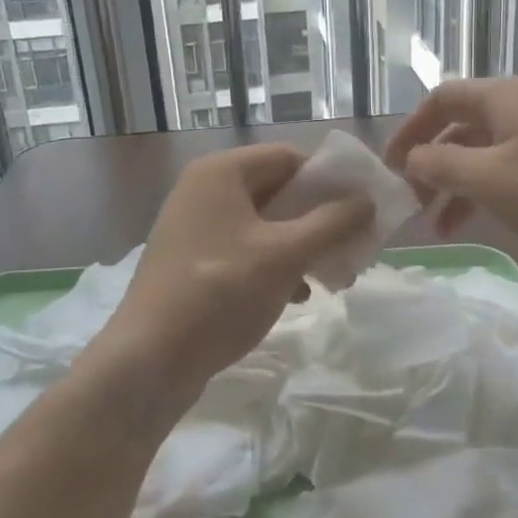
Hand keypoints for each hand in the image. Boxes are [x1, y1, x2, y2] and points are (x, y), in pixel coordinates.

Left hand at [99, 144, 372, 403]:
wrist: (149, 360)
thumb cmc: (220, 293)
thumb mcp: (285, 255)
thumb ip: (332, 223)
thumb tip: (368, 200)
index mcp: (222, 173)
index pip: (290, 157)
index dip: (329, 180)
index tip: (360, 212)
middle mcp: (204, 190)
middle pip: (278, 190)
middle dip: (319, 219)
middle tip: (352, 247)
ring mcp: (195, 227)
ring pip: (264, 224)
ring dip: (301, 245)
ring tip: (331, 277)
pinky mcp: (192, 261)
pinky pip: (245, 249)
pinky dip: (274, 265)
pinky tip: (296, 295)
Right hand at [384, 79, 517, 273]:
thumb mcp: (493, 181)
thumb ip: (443, 167)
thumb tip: (410, 159)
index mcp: (503, 98)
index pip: (440, 99)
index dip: (409, 129)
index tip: (387, 167)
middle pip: (459, 127)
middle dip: (429, 162)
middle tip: (407, 201)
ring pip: (481, 154)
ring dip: (452, 185)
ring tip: (432, 225)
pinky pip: (506, 174)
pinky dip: (481, 195)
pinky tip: (468, 227)